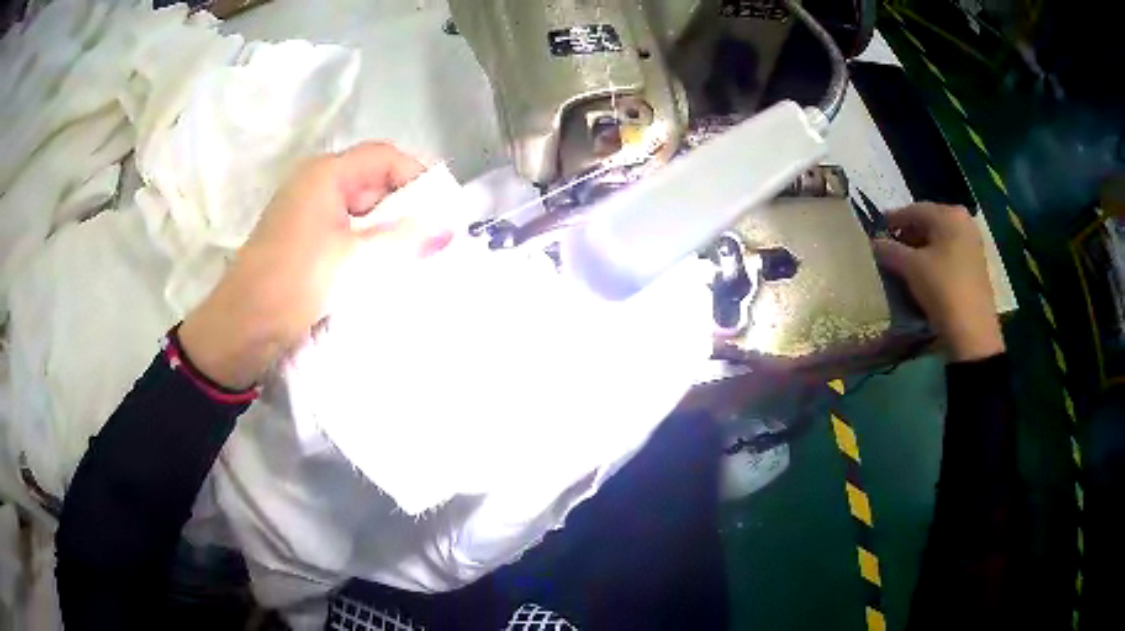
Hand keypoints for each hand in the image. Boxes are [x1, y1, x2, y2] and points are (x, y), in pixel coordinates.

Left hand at [179, 142, 433, 388]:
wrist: (241, 329)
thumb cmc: (294, 283)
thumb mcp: (354, 260)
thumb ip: (403, 240)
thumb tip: (448, 228)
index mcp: (325, 175)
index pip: (384, 158)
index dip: (417, 177)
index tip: (442, 212)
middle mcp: (316, 185)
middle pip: (373, 182)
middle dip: (405, 208)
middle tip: (434, 241)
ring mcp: (307, 213)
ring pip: (360, 211)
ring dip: (387, 231)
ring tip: (414, 258)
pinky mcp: (304, 240)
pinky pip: (346, 232)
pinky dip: (367, 246)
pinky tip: (384, 270)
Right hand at [872, 203, 1003, 361]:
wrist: (973, 331)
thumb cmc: (942, 289)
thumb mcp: (911, 268)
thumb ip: (890, 250)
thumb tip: (875, 243)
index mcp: (948, 214)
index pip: (913, 210)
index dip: (892, 220)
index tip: (876, 232)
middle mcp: (963, 222)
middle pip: (928, 223)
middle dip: (908, 235)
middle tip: (890, 250)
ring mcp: (973, 244)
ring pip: (939, 240)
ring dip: (921, 249)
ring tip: (905, 265)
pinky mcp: (976, 265)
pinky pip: (950, 254)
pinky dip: (935, 259)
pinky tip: (925, 275)